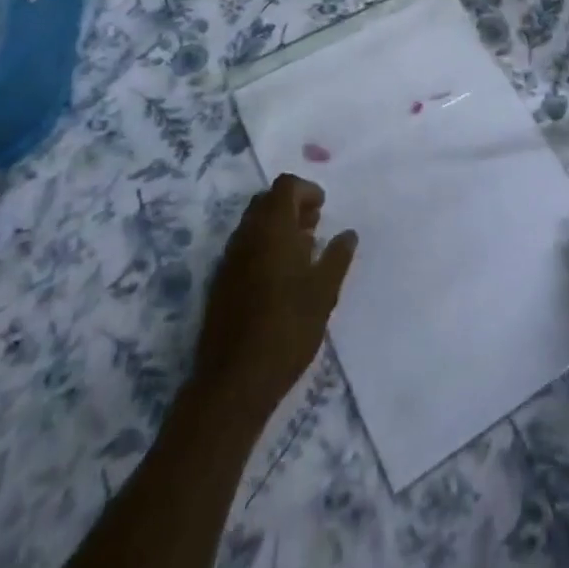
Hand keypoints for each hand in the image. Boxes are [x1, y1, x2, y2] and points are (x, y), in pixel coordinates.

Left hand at [193, 174, 357, 418]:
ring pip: (253, 225)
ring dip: (276, 227)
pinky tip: (280, 277)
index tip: (323, 208)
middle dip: (291, 206)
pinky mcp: (220, 283)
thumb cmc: (287, 328)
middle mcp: (246, 235)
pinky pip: (243, 248)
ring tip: (301, 252)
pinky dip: (262, 248)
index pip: (285, 186)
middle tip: (314, 225)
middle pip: (266, 201)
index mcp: (271, 228)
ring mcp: (229, 259)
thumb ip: (337, 257)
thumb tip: (348, 234)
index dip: (306, 190)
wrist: (233, 381)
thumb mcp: (324, 292)